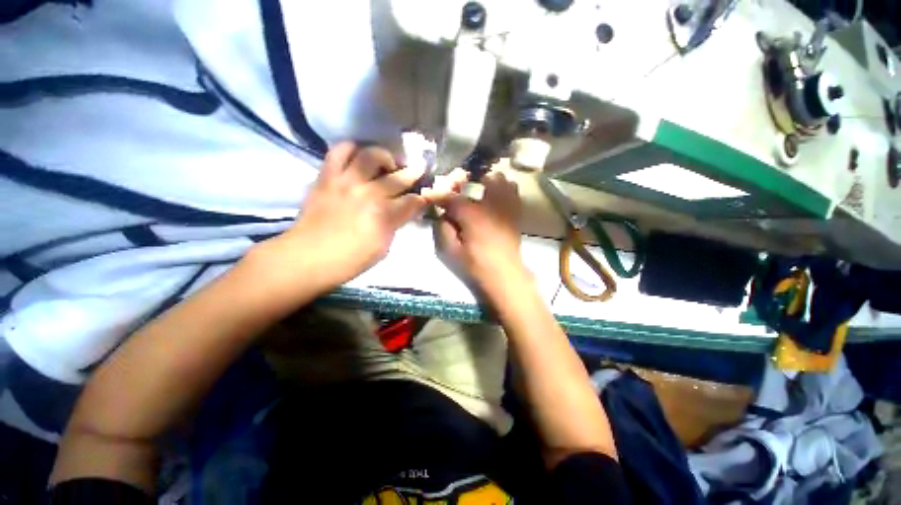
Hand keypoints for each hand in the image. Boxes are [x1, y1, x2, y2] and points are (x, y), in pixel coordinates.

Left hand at [265, 142, 425, 288]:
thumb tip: (403, 211)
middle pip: (399, 177)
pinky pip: (339, 151)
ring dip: (385, 156)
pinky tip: (359, 155)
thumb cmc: (350, 259)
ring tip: (387, 162)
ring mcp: (347, 182)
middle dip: (414, 173)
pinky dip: (352, 148)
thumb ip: (395, 225)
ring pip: (372, 155)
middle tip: (418, 170)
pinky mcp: (327, 176)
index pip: (413, 201)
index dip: (422, 198)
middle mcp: (370, 193)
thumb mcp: (383, 247)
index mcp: (385, 216)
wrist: (308, 257)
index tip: (425, 196)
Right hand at [425, 170, 528, 294]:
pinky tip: (492, 197)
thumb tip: (441, 213)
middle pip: (477, 178)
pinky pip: (511, 189)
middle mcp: (491, 204)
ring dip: (484, 182)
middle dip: (463, 181)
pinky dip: (501, 187)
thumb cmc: (476, 265)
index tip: (430, 194)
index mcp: (472, 215)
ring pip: (498, 179)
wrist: (504, 275)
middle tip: (456, 191)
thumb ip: (442, 228)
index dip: (438, 194)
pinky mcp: (516, 211)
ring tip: (476, 192)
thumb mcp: (451, 251)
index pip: (451, 196)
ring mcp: (507, 206)